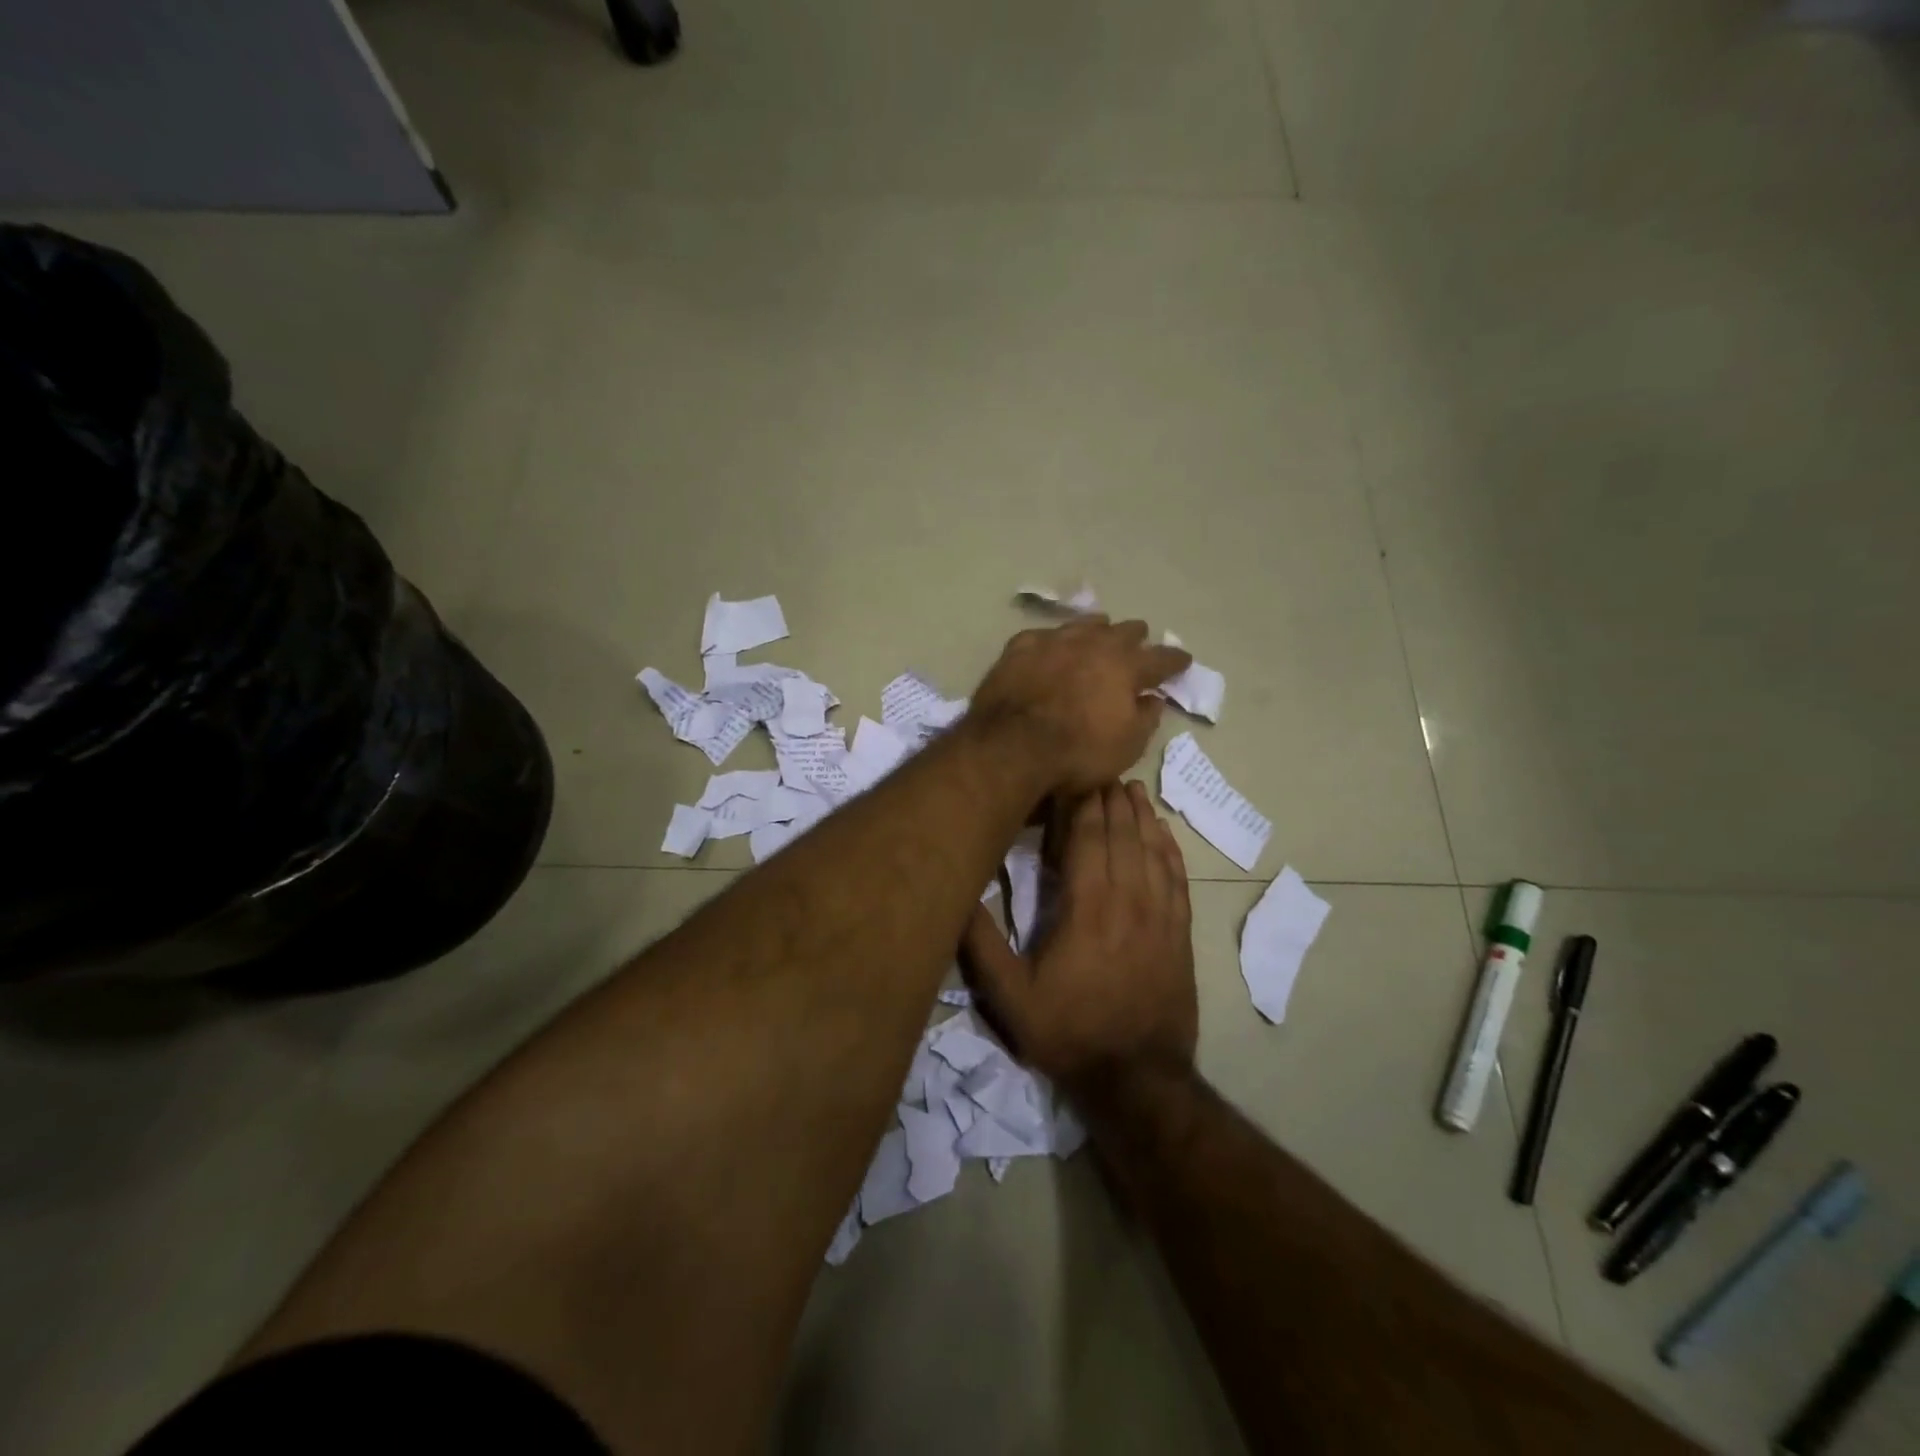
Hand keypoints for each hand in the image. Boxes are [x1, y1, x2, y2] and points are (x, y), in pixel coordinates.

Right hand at [962, 781, 1196, 1094]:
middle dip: (1111, 800)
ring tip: (1132, 789)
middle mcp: (1128, 899)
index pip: (1088, 837)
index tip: (1075, 776)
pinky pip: (1178, 877)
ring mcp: (1161, 915)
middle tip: (1102, 772)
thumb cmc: (1068, 1032)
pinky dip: (1170, 848)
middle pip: (1122, 834)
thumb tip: (957, 892)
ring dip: (1141, 816)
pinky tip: (1164, 833)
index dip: (1084, 803)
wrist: (1137, 1079)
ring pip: (1152, 849)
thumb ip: (981, 942)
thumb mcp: (1009, 996)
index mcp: (1087, 906)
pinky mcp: (1180, 933)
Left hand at [969, 618, 1190, 794]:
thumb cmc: (1077, 752)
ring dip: (1097, 629)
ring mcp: (1054, 641)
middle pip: (1123, 632)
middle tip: (1140, 638)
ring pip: (1084, 625)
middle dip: (1136, 636)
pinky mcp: (1020, 648)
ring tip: (1101, 629)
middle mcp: (1094, 644)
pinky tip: (1051, 644)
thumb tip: (1153, 700)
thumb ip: (1145, 719)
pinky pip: (1044, 636)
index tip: (1183, 660)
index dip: (1175, 660)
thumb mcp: (1126, 746)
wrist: (1012, 746)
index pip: (1160, 659)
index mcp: (1126, 667)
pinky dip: (1054, 640)